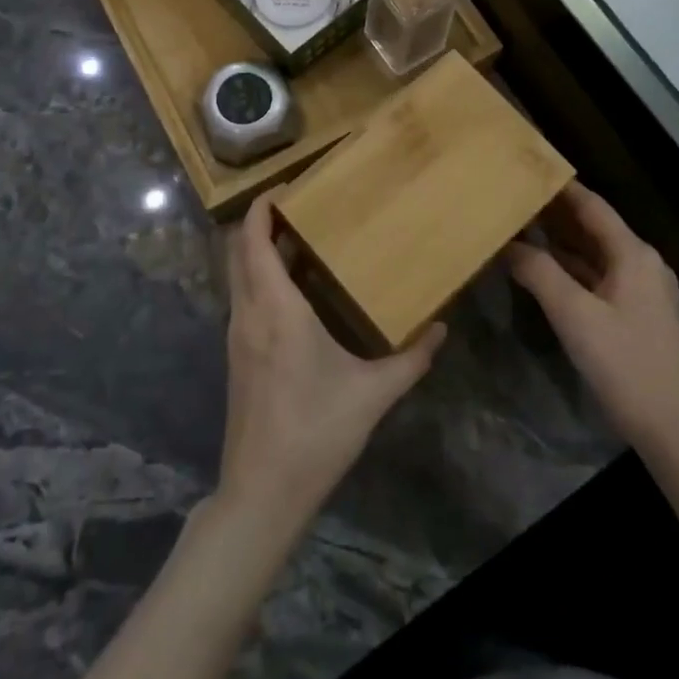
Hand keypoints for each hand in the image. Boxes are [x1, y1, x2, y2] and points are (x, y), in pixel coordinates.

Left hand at [218, 196, 446, 526]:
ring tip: (300, 240)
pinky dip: (259, 279)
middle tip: (298, 207)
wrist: (262, 492)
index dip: (260, 208)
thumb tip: (441, 328)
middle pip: (238, 251)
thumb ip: (411, 359)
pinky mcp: (237, 356)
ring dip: (258, 251)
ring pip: (238, 275)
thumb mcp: (373, 394)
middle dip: (259, 222)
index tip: (284, 186)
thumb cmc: (316, 432)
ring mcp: (237, 335)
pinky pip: (243, 299)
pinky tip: (293, 292)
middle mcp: (248, 313)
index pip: (253, 241)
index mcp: (276, 309)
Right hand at [504, 183, 678, 455]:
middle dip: (555, 213)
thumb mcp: (574, 315)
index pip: (592, 206)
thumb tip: (508, 244)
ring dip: (561, 242)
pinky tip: (543, 270)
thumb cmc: (625, 364)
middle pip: (594, 227)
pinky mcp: (636, 313)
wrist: (673, 429)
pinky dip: (571, 269)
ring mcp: (642, 290)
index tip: (527, 170)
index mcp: (633, 254)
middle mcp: (642, 263)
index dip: (560, 187)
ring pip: (595, 254)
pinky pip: (599, 277)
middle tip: (514, 198)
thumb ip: (539, 272)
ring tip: (520, 226)